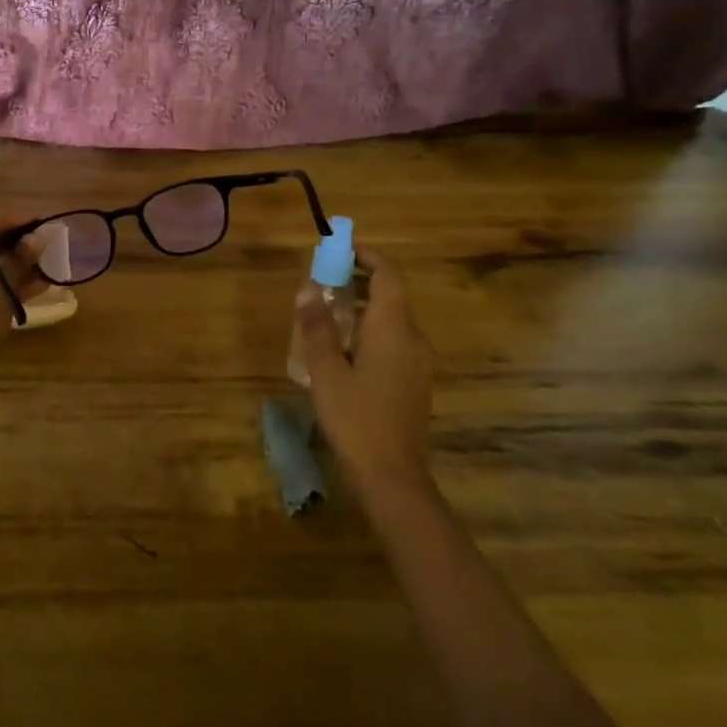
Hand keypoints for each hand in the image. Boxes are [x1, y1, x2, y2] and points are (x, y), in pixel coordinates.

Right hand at [293, 250, 433, 489]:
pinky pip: (394, 342)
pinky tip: (343, 351)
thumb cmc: (356, 418)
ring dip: (363, 307)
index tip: (339, 250)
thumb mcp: (326, 370)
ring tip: (326, 314)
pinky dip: (370, 331)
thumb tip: (308, 288)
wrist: (392, 477)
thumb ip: (317, 327)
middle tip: (323, 282)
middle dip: (359, 281)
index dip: (367, 256)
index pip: (389, 275)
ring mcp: (418, 363)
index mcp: (393, 329)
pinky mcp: (414, 382)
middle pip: (392, 295)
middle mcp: (413, 339)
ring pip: (393, 320)